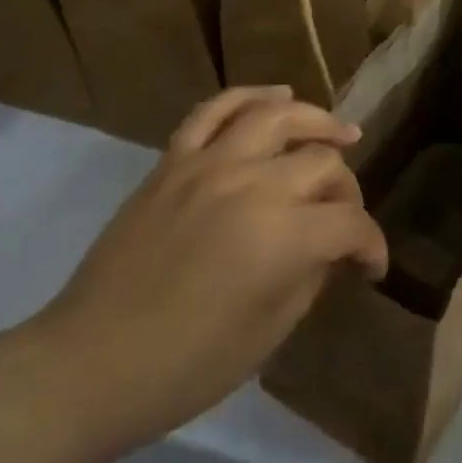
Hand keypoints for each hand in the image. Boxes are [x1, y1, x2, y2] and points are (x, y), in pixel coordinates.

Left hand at [15, 87, 387, 462]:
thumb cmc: (187, 365)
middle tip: (344, 218)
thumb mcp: (270, 332)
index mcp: (283, 236)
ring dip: (316, 120)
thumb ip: (312, 276)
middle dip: (347, 191)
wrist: (90, 364)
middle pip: (322, 163)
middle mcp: (253, 185)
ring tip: (339, 133)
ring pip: (277, 116)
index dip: (371, 245)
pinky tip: (277, 96)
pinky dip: (250, 96)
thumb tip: (332, 249)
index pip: (350, 223)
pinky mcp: (173, 161)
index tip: (371, 267)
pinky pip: (214, 110)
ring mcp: (209, 165)